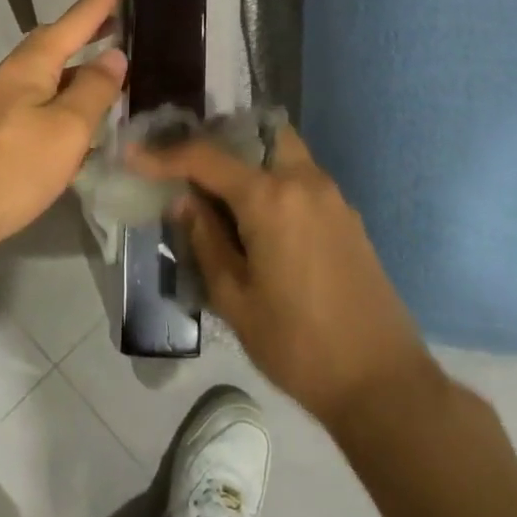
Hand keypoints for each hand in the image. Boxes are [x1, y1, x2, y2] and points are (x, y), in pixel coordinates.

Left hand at [0, 0, 132, 257]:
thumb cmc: (15, 167)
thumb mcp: (67, 128)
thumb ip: (94, 89)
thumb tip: (113, 56)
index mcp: (32, 64)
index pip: (78, 18)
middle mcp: (14, 73)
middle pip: (59, 40)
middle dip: (90, 27)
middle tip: (122, 19)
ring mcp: (2, 101)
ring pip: (50, 71)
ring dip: (80, 65)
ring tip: (110, 69)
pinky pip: (42, 98)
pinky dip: (67, 95)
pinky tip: (81, 118)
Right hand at [130, 126, 430, 427]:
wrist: (382, 382)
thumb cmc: (298, 345)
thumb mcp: (235, 298)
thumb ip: (206, 240)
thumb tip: (185, 200)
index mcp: (270, 198)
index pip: (207, 158)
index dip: (165, 155)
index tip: (134, 154)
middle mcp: (304, 181)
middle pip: (257, 133)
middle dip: (220, 140)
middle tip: (189, 164)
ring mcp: (331, 196)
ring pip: (282, 152)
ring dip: (249, 159)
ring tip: (217, 190)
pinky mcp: (346, 216)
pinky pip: (301, 178)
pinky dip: (273, 179)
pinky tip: (255, 217)